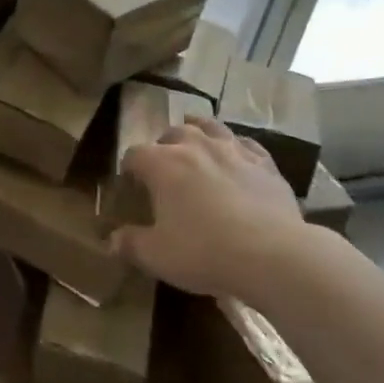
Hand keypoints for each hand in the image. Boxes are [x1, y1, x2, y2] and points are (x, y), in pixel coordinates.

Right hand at [112, 116, 304, 299]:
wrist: (272, 254)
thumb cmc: (205, 252)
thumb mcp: (157, 255)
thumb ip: (130, 244)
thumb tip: (111, 241)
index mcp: (162, 164)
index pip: (134, 155)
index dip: (128, 170)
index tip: (129, 187)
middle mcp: (195, 146)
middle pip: (172, 134)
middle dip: (163, 147)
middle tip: (164, 171)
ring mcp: (232, 149)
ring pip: (210, 127)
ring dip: (198, 133)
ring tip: (196, 144)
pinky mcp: (264, 162)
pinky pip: (245, 144)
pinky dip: (236, 147)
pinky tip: (237, 158)